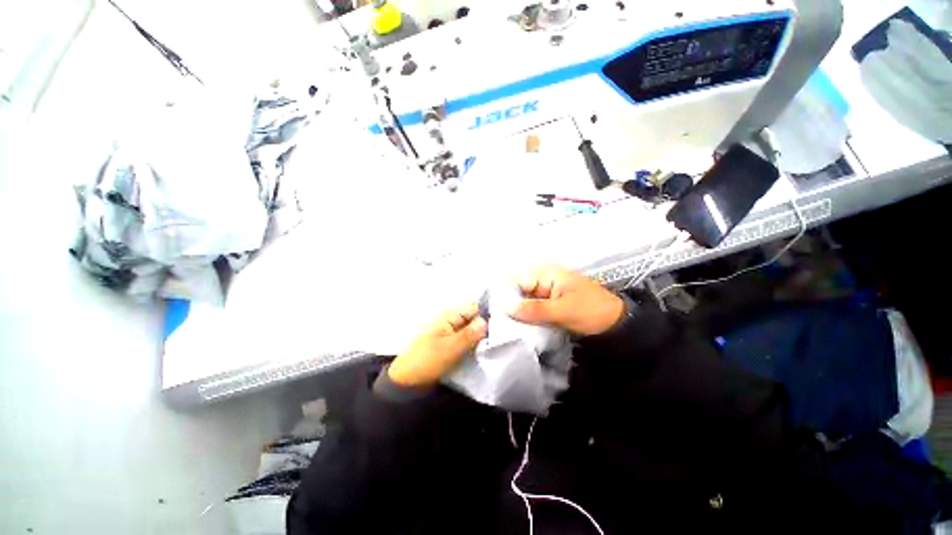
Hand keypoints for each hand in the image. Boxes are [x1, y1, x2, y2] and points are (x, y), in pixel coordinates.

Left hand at [388, 303, 487, 387]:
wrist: (407, 381)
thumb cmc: (427, 361)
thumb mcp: (450, 348)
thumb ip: (470, 334)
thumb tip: (486, 322)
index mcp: (449, 316)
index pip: (474, 307)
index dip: (486, 314)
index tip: (499, 328)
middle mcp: (451, 321)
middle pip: (474, 319)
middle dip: (484, 328)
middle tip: (495, 341)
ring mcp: (450, 333)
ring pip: (471, 331)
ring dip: (479, 339)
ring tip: (490, 348)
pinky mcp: (450, 345)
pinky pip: (466, 341)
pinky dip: (473, 346)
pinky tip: (480, 353)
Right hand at [508, 265, 623, 335]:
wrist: (616, 324)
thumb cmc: (592, 311)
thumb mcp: (563, 310)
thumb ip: (534, 309)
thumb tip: (506, 308)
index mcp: (545, 273)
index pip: (516, 280)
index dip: (504, 295)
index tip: (495, 313)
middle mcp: (542, 279)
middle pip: (517, 290)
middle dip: (509, 305)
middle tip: (499, 324)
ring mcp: (544, 292)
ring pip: (522, 301)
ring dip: (516, 313)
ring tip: (506, 328)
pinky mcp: (547, 304)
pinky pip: (530, 309)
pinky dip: (525, 317)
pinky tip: (519, 328)